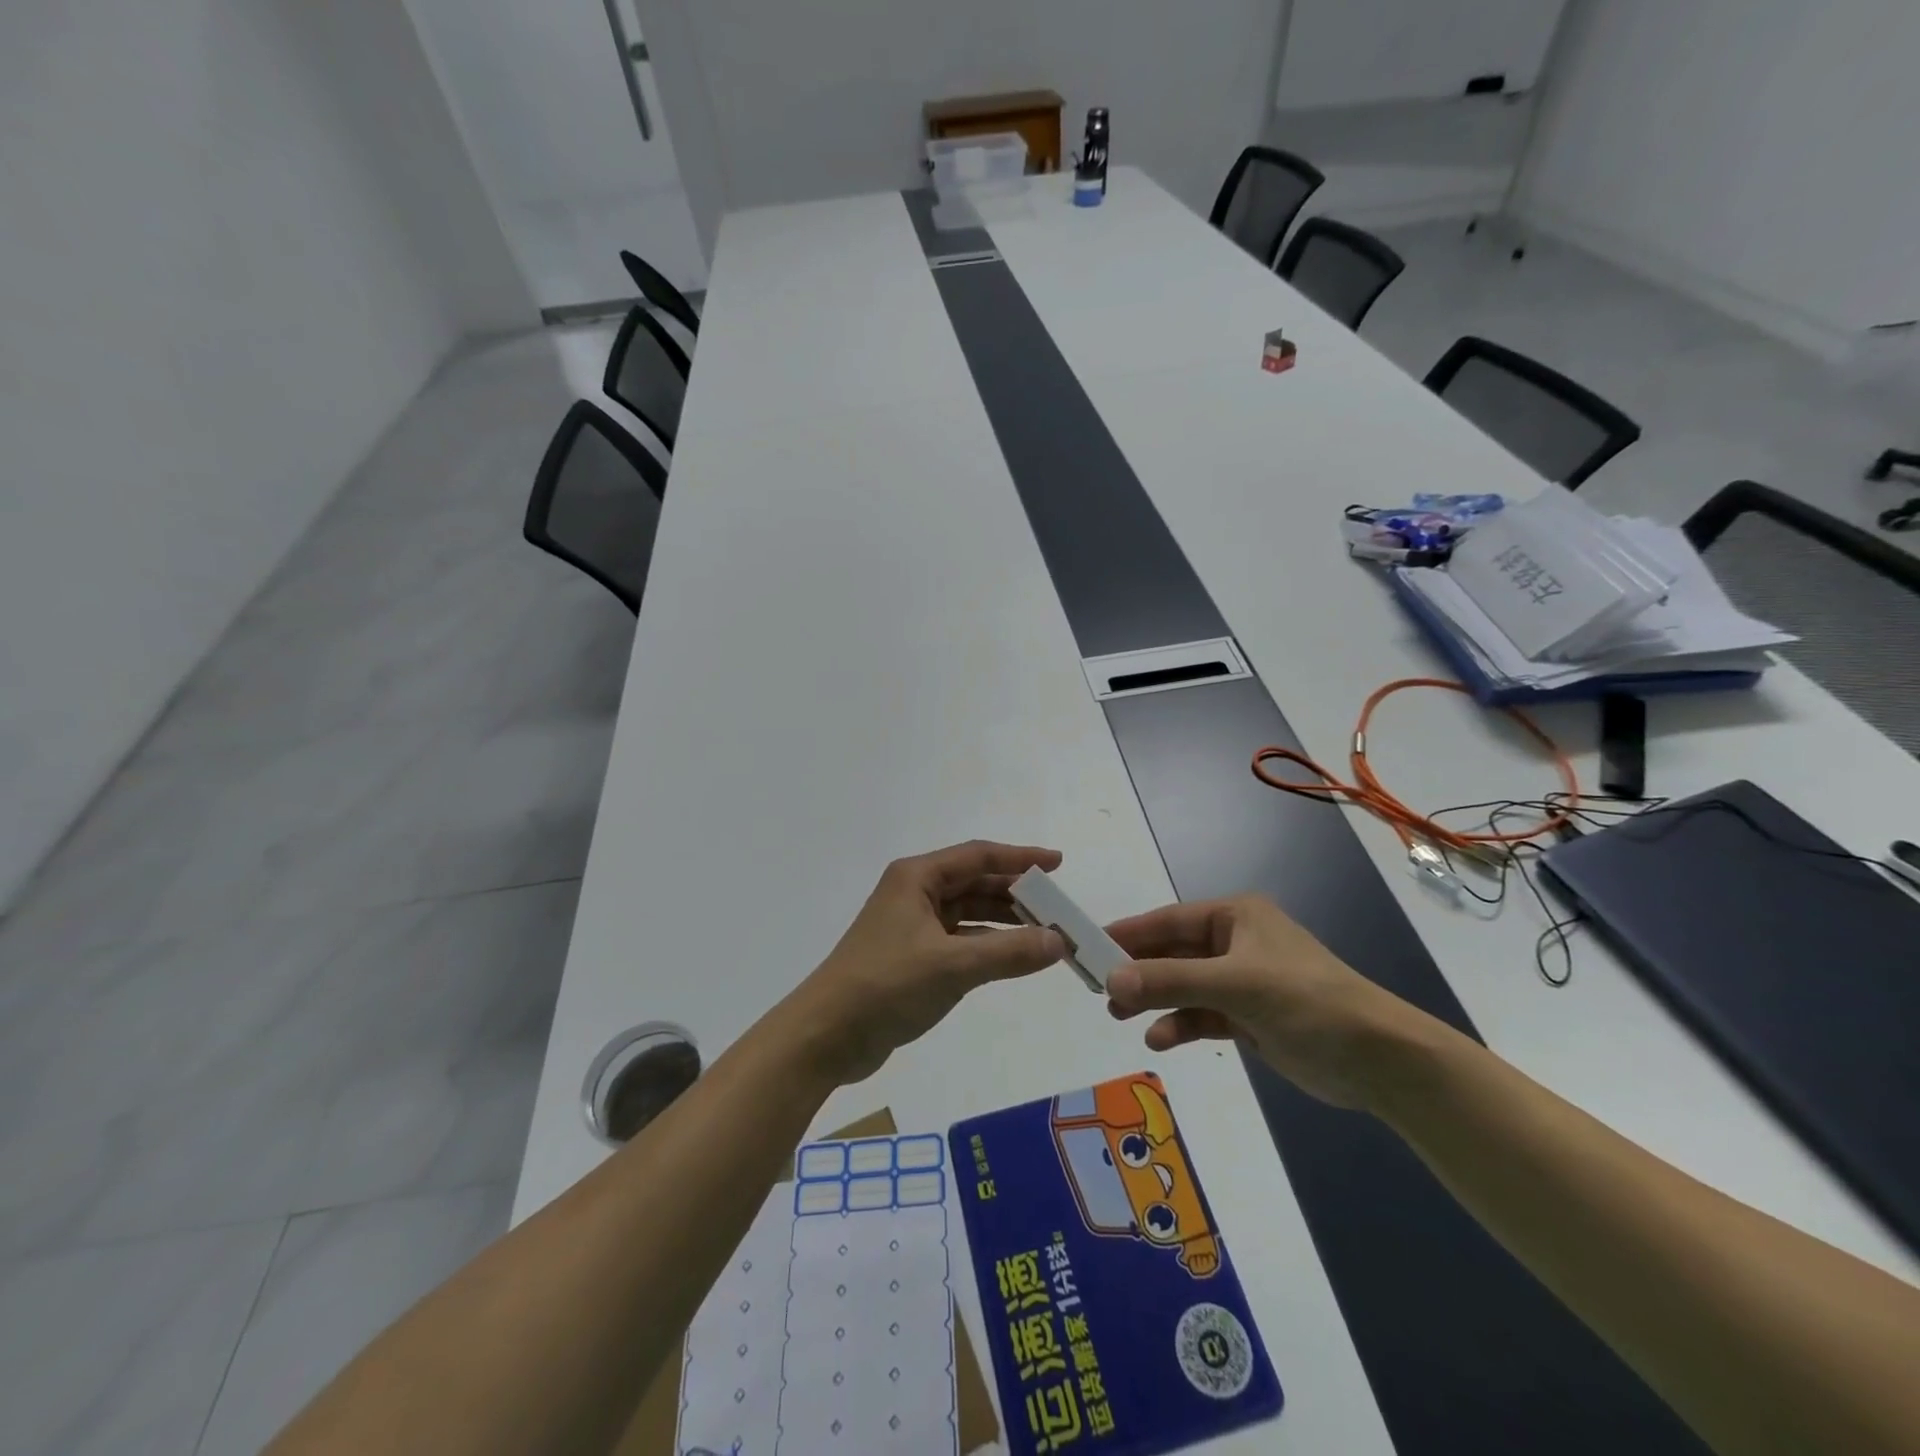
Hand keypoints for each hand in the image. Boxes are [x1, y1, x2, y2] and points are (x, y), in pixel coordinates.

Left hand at [788, 841, 1067, 1084]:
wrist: (827, 1035)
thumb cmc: (887, 985)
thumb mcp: (953, 966)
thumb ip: (1009, 951)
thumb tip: (1059, 941)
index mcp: (917, 878)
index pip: (978, 855)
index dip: (1020, 858)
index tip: (1058, 864)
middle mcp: (915, 893)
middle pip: (975, 883)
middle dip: (1017, 894)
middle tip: (1059, 909)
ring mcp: (912, 925)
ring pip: (969, 913)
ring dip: (1005, 922)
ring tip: (1046, 934)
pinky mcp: (913, 957)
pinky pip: (961, 940)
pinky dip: (988, 945)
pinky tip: (1015, 957)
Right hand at [1104, 895, 1421, 1108]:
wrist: (1378, 1059)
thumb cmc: (1306, 1001)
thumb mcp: (1235, 985)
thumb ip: (1170, 981)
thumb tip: (1110, 978)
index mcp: (1235, 916)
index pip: (1167, 920)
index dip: (1127, 933)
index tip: (1087, 945)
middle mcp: (1234, 942)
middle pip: (1171, 953)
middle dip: (1138, 971)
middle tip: (1098, 988)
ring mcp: (1241, 981)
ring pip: (1183, 985)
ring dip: (1155, 999)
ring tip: (1120, 1015)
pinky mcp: (1248, 1016)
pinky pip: (1201, 1014)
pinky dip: (1180, 1024)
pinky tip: (1162, 1039)